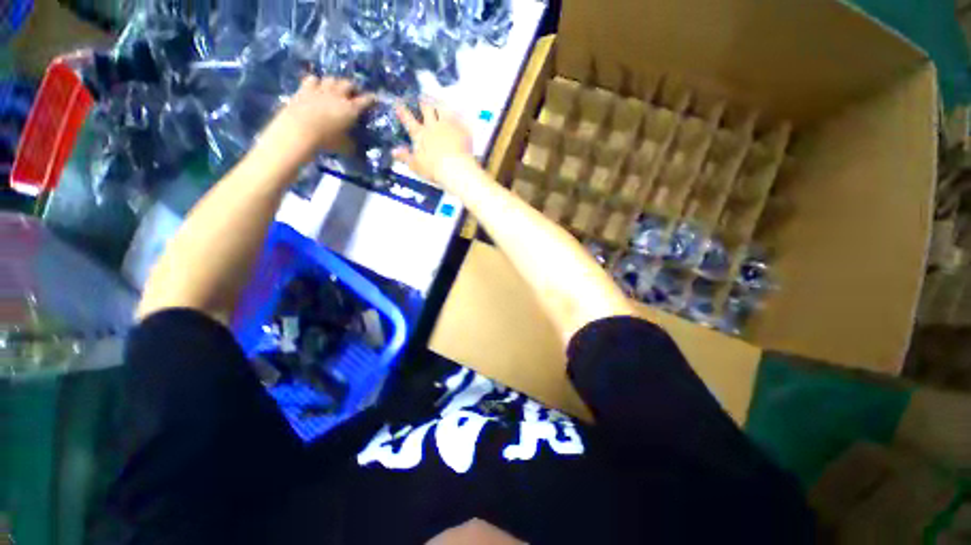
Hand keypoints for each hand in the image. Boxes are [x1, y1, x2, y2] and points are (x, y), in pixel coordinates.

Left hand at [277, 76, 374, 153]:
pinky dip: (316, 82)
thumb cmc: (327, 140)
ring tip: (335, 88)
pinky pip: (312, 79)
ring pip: (331, 79)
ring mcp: (320, 90)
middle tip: (354, 93)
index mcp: (351, 109)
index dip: (371, 99)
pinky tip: (316, 87)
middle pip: (348, 83)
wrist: (299, 130)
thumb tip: (357, 145)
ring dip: (335, 83)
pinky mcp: (304, 89)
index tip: (375, 98)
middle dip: (353, 87)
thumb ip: (353, 143)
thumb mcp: (346, 146)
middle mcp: (338, 95)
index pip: (366, 100)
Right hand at [393, 102, 473, 183]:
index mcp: (421, 135)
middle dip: (423, 102)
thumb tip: (394, 152)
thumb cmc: (434, 169)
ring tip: (438, 100)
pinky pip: (460, 118)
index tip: (399, 103)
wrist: (456, 168)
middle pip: (427, 109)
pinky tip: (459, 111)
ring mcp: (449, 126)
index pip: (408, 119)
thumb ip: (405, 157)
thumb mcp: (416, 165)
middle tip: (422, 97)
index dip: (403, 111)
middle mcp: (433, 126)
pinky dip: (458, 114)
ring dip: (440, 104)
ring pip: (443, 109)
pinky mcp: (461, 129)